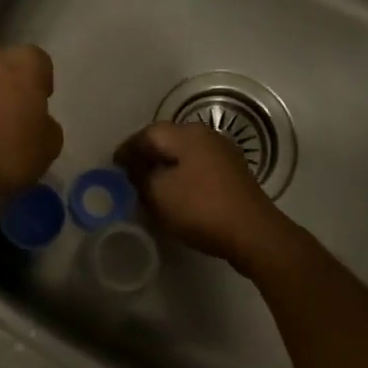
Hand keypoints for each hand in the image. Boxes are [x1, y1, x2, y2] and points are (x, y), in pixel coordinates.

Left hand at [0, 43, 62, 200]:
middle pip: (6, 66)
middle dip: (10, 84)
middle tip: (14, 115)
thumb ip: (48, 127)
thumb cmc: (6, 148)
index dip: (41, 85)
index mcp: (26, 61)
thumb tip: (41, 123)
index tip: (39, 108)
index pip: (40, 63)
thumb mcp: (48, 147)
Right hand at [115, 122, 297, 277]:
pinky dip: (183, 175)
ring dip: (166, 166)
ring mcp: (224, 153)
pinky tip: (178, 193)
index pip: (148, 133)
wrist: (254, 233)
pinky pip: (199, 166)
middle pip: (167, 139)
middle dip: (147, 155)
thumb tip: (131, 163)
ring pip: (184, 153)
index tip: (114, 165)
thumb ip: (139, 174)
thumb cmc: (201, 208)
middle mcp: (206, 135)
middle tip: (129, 174)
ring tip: (151, 186)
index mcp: (187, 134)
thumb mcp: (159, 193)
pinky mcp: (234, 173)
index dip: (128, 148)